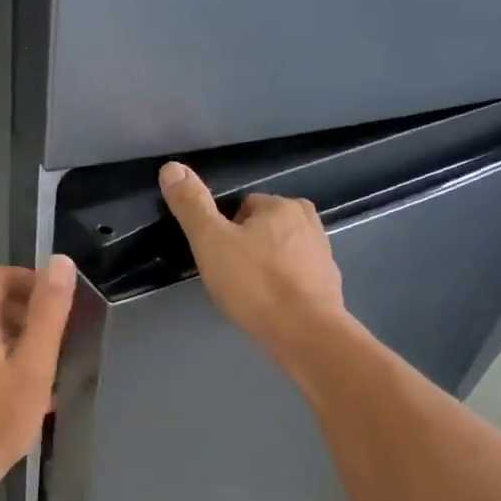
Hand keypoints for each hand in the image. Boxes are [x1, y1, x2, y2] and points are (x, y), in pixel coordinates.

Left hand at [0, 258, 76, 494]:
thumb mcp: (34, 364)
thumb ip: (48, 313)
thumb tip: (60, 262)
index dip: (31, 280)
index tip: (59, 302)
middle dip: (29, 314)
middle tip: (59, 338)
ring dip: (20, 342)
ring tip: (47, 368)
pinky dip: (5, 364)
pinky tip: (25, 395)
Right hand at [158, 161, 347, 370]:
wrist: (304, 332)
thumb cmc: (254, 283)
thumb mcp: (211, 242)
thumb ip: (192, 206)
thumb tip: (171, 167)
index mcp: (281, 205)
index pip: (243, 207)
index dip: (224, 232)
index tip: (218, 258)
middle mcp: (309, 221)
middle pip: (264, 229)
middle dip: (247, 249)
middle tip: (231, 278)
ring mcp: (323, 254)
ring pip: (282, 253)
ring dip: (266, 268)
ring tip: (250, 295)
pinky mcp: (329, 284)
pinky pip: (297, 277)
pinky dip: (284, 288)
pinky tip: (272, 307)